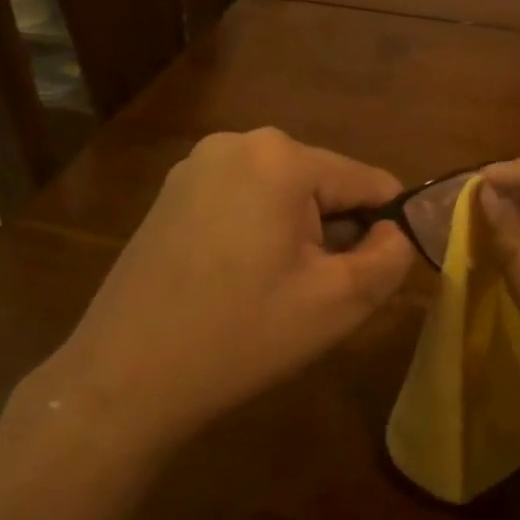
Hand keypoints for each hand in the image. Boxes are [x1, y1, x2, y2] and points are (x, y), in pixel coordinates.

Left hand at [17, 129, 413, 462]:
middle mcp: (237, 143)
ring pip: (283, 193)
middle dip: (333, 231)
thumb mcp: (340, 302)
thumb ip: (391, 256)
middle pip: (323, 183)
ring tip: (274, 290)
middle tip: (315, 291)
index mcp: (281, 157)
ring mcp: (196, 165)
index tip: (371, 277)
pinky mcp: (172, 192)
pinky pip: (242, 200)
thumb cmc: (241, 335)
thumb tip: (395, 231)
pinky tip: (237, 281)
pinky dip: (257, 232)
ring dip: (296, 234)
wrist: (125, 377)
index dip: (384, 229)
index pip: (368, 181)